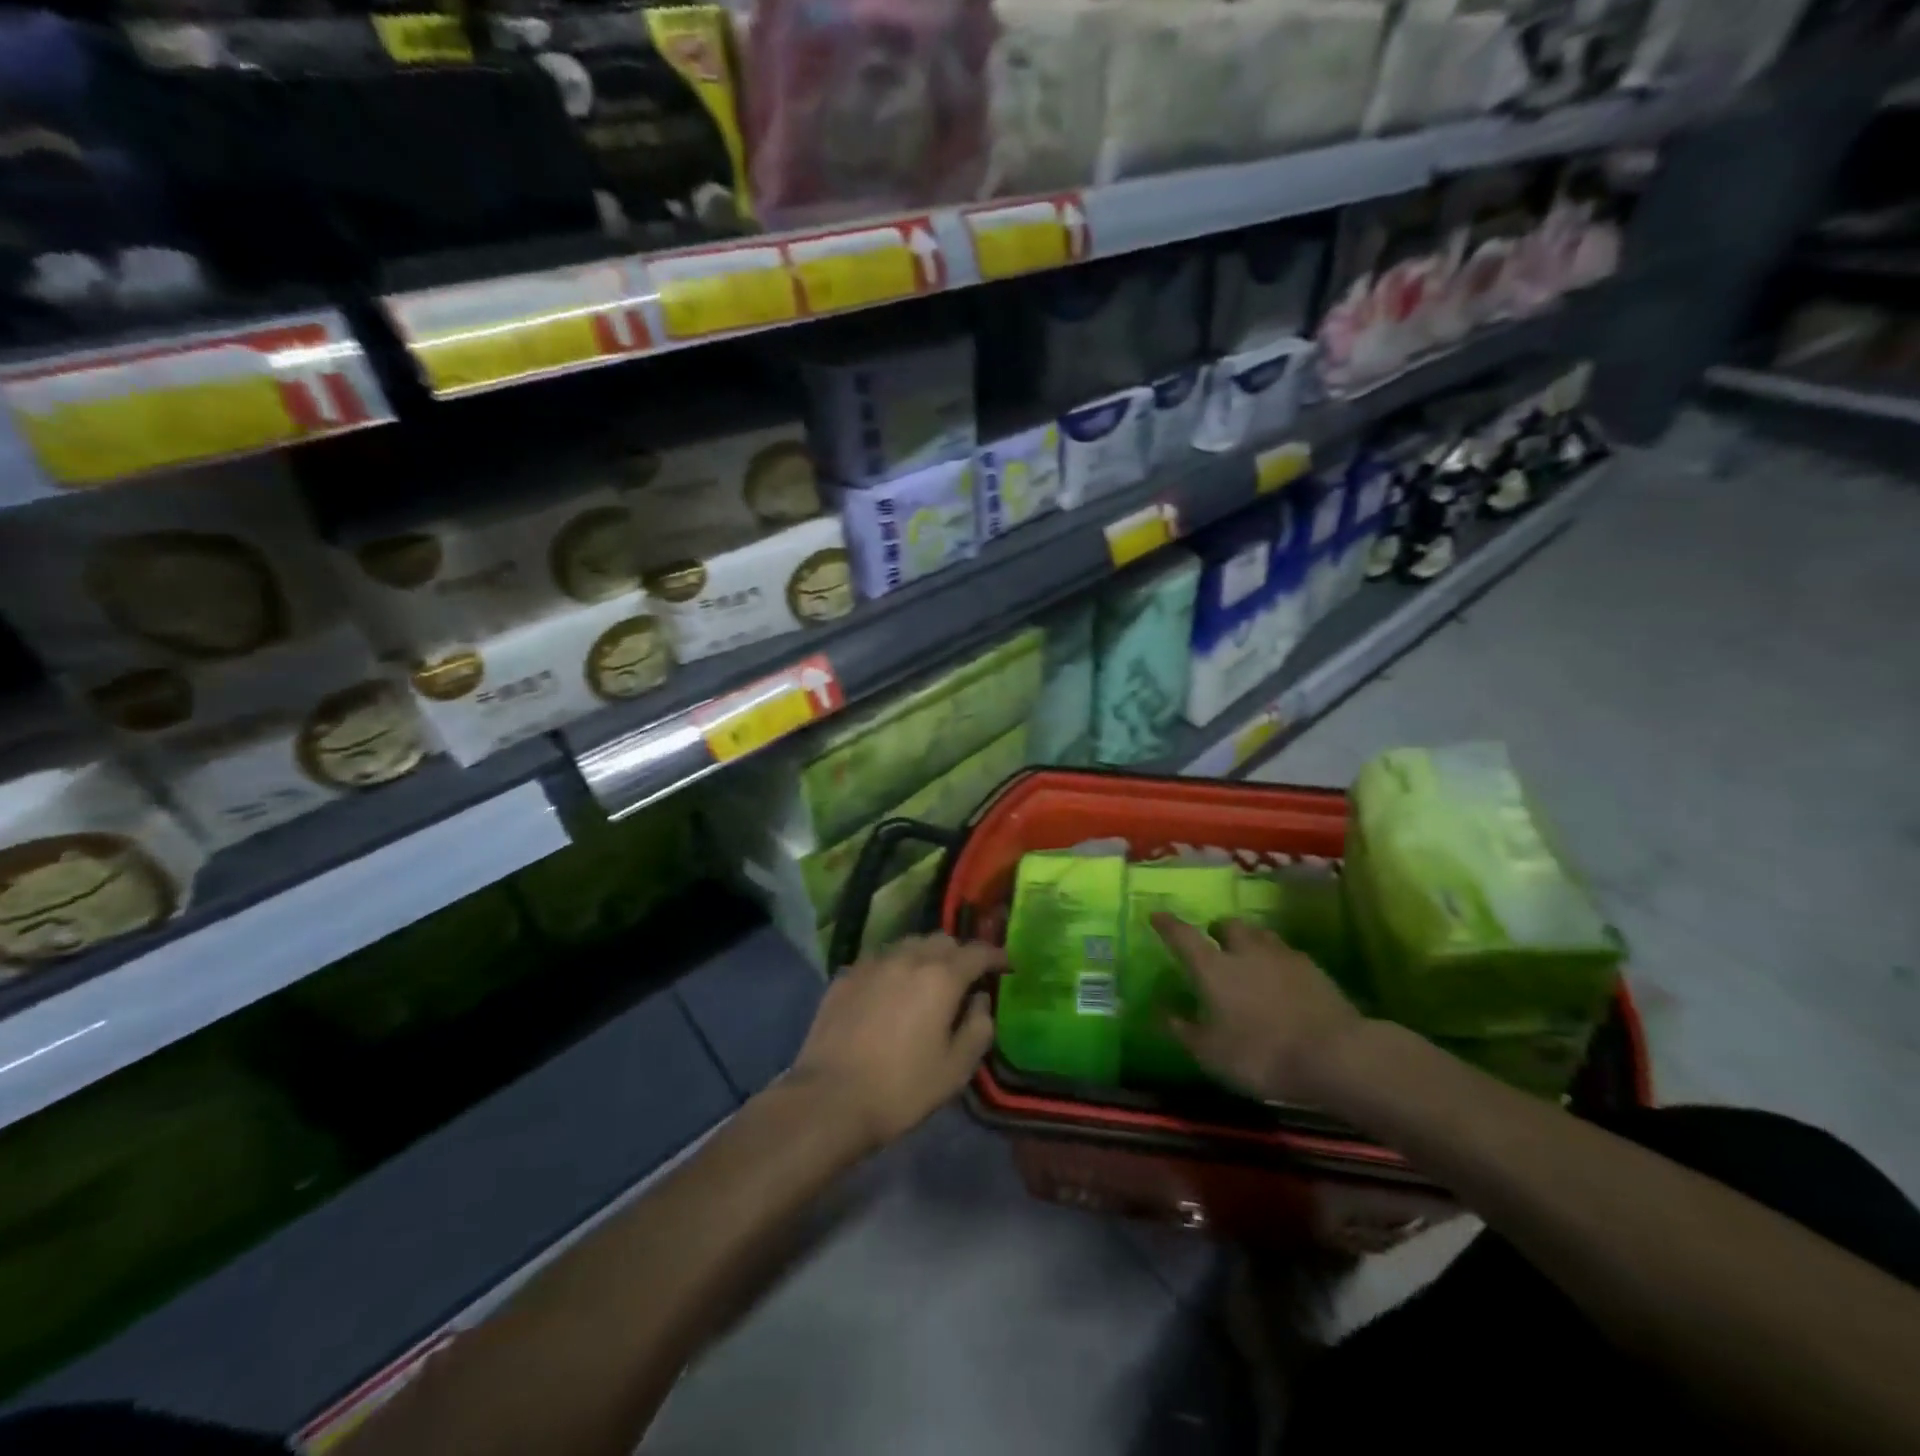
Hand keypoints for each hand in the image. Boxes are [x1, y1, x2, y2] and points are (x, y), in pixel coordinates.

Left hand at [788, 934, 1001, 1153]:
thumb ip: (978, 1028)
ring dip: (925, 956)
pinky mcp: (845, 975)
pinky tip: (890, 991)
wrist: (829, 1098)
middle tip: (965, 978)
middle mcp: (908, 958)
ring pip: (908, 944)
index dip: (995, 956)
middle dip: (959, 953)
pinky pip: (879, 960)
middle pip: (941, 940)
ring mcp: (872, 963)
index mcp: (941, 977)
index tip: (1005, 965)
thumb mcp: (955, 1069)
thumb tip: (980, 1001)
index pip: (977, 952)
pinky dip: (894, 968)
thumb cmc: (902, 1088)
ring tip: (927, 981)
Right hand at [1152, 913, 1365, 1105]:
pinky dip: (1277, 960)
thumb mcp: (1211, 1053)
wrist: (1336, 1054)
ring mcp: (1283, 956)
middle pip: (1228, 926)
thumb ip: (1184, 1030)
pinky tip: (1281, 979)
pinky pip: (1287, 954)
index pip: (1183, 936)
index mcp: (1213, 967)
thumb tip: (1162, 1012)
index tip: (1156, 915)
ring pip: (1260, 935)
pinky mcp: (1314, 969)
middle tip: (1213, 941)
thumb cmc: (1261, 1053)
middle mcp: (1245, 951)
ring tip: (1248, 956)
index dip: (1167, 924)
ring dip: (1249, 940)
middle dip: (1217, 930)